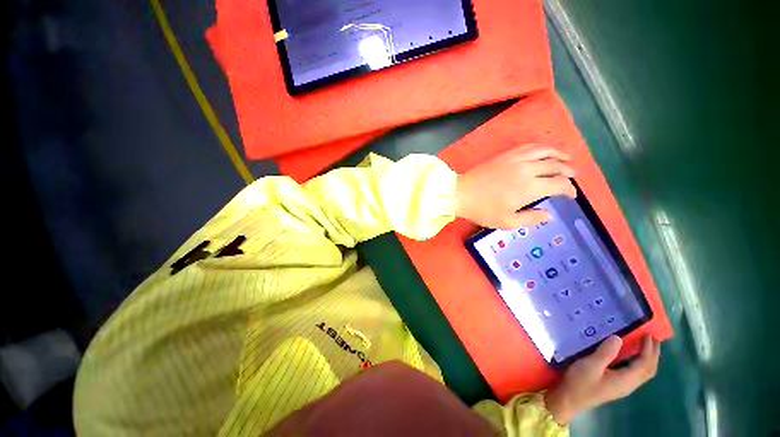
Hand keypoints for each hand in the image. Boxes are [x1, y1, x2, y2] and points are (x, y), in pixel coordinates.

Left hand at [455, 145, 576, 228]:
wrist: (461, 194)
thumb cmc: (482, 210)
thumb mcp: (507, 221)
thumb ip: (530, 218)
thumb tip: (548, 215)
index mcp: (530, 188)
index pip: (559, 184)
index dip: (569, 190)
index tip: (571, 195)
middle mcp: (527, 170)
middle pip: (555, 166)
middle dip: (568, 171)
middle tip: (573, 176)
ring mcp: (515, 160)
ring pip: (544, 152)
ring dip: (558, 154)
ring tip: (566, 158)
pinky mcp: (505, 155)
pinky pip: (528, 147)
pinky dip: (540, 148)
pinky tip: (543, 151)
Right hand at [544, 335, 660, 424]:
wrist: (569, 400)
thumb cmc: (580, 382)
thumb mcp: (590, 366)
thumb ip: (605, 353)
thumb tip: (618, 338)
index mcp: (626, 380)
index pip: (644, 364)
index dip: (649, 349)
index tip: (648, 334)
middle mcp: (629, 384)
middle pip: (648, 369)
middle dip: (653, 354)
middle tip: (653, 337)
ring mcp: (623, 386)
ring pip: (642, 372)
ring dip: (647, 358)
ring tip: (645, 344)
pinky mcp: (615, 385)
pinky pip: (634, 372)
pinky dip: (638, 362)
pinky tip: (629, 356)